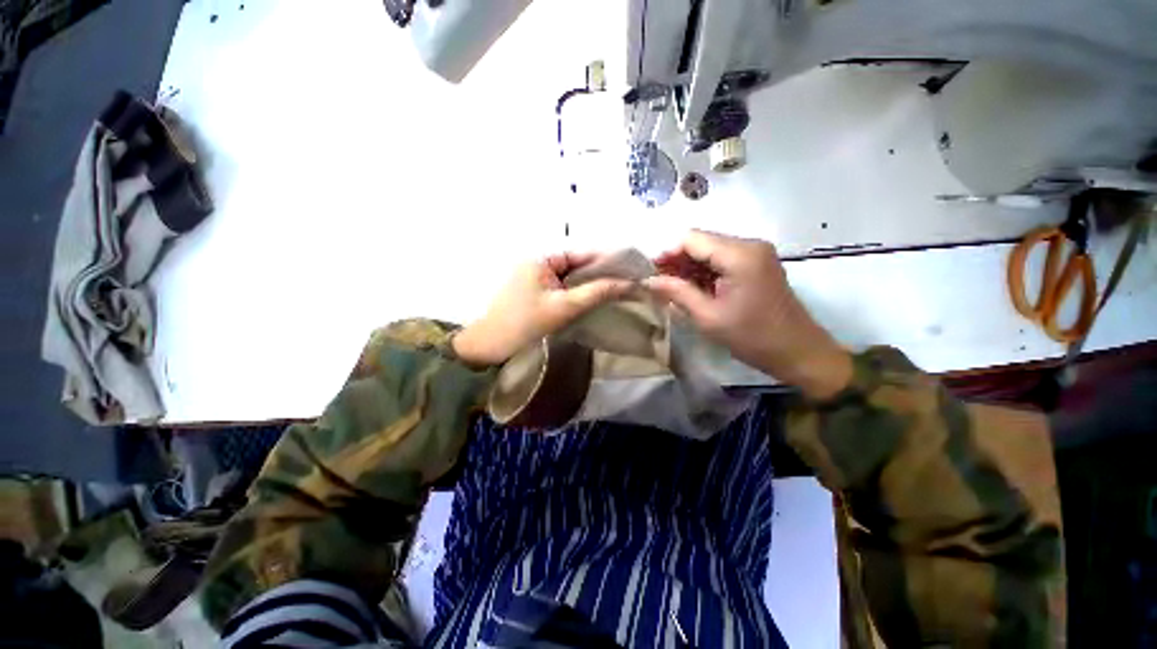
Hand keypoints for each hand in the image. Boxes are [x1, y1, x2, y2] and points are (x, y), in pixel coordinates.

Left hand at [453, 253, 631, 366]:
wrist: (488, 345)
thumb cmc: (525, 323)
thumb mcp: (565, 307)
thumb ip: (597, 292)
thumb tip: (630, 284)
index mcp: (543, 256)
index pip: (584, 253)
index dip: (610, 261)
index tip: (634, 270)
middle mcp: (540, 260)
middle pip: (579, 263)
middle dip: (603, 273)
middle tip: (630, 283)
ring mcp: (537, 275)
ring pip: (572, 275)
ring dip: (592, 283)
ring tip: (618, 290)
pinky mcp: (536, 290)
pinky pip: (563, 286)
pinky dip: (579, 291)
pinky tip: (594, 298)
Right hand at [645, 230, 851, 398]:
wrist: (798, 352)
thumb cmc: (752, 337)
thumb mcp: (708, 316)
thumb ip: (677, 292)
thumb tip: (648, 280)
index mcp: (739, 255)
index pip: (691, 238)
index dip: (667, 253)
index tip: (651, 274)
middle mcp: (749, 245)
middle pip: (701, 242)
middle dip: (677, 261)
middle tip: (659, 283)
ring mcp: (756, 253)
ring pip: (710, 250)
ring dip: (690, 267)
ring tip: (673, 289)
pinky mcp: (757, 264)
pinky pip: (722, 260)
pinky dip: (705, 272)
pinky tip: (694, 289)